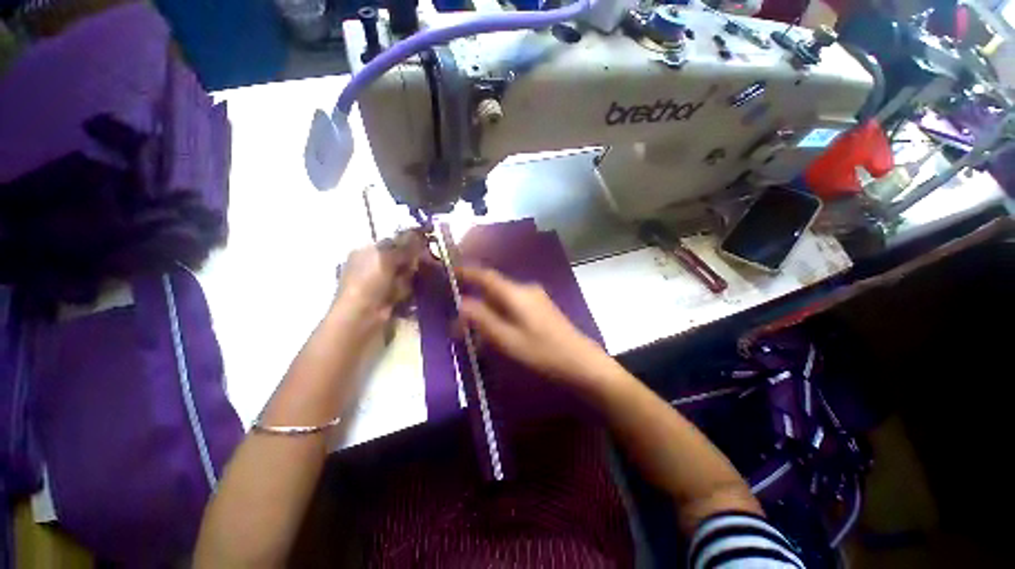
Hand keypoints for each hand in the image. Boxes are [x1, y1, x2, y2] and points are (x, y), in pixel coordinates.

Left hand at [334, 231, 424, 321]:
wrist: (362, 316)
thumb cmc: (369, 281)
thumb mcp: (386, 257)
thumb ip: (403, 245)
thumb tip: (418, 233)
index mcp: (366, 252)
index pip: (392, 242)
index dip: (408, 243)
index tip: (424, 245)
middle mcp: (372, 266)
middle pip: (401, 258)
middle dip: (411, 262)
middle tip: (419, 265)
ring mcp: (380, 283)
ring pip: (405, 274)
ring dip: (410, 278)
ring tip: (408, 283)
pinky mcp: (389, 299)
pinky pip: (406, 290)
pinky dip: (408, 291)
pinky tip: (406, 294)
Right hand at [457, 267, 614, 390]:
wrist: (581, 362)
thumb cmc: (542, 352)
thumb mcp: (507, 339)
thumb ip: (482, 320)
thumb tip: (462, 304)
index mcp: (516, 293)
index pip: (486, 275)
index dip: (467, 272)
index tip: (450, 272)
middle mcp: (525, 289)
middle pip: (493, 289)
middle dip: (475, 302)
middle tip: (460, 322)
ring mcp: (536, 298)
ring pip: (503, 299)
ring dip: (488, 312)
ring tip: (476, 333)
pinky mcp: (541, 308)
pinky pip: (514, 306)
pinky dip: (501, 316)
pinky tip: (498, 334)